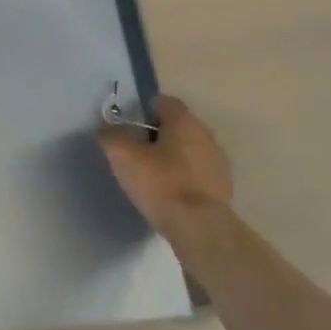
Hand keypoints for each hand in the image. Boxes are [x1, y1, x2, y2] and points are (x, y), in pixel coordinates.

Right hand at [98, 95, 234, 244]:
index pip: (164, 102)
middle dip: (158, 135)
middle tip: (137, 152)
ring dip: (173, 157)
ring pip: (189, 150)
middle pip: (178, 126)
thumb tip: (107, 129)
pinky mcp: (223, 186)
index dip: (145, 110)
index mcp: (184, 121)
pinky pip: (198, 172)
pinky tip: (171, 193)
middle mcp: (205, 134)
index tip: (130, 128)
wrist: (200, 227)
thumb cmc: (161, 184)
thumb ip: (112, 136)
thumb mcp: (124, 157)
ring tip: (153, 176)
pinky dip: (185, 177)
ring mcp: (218, 161)